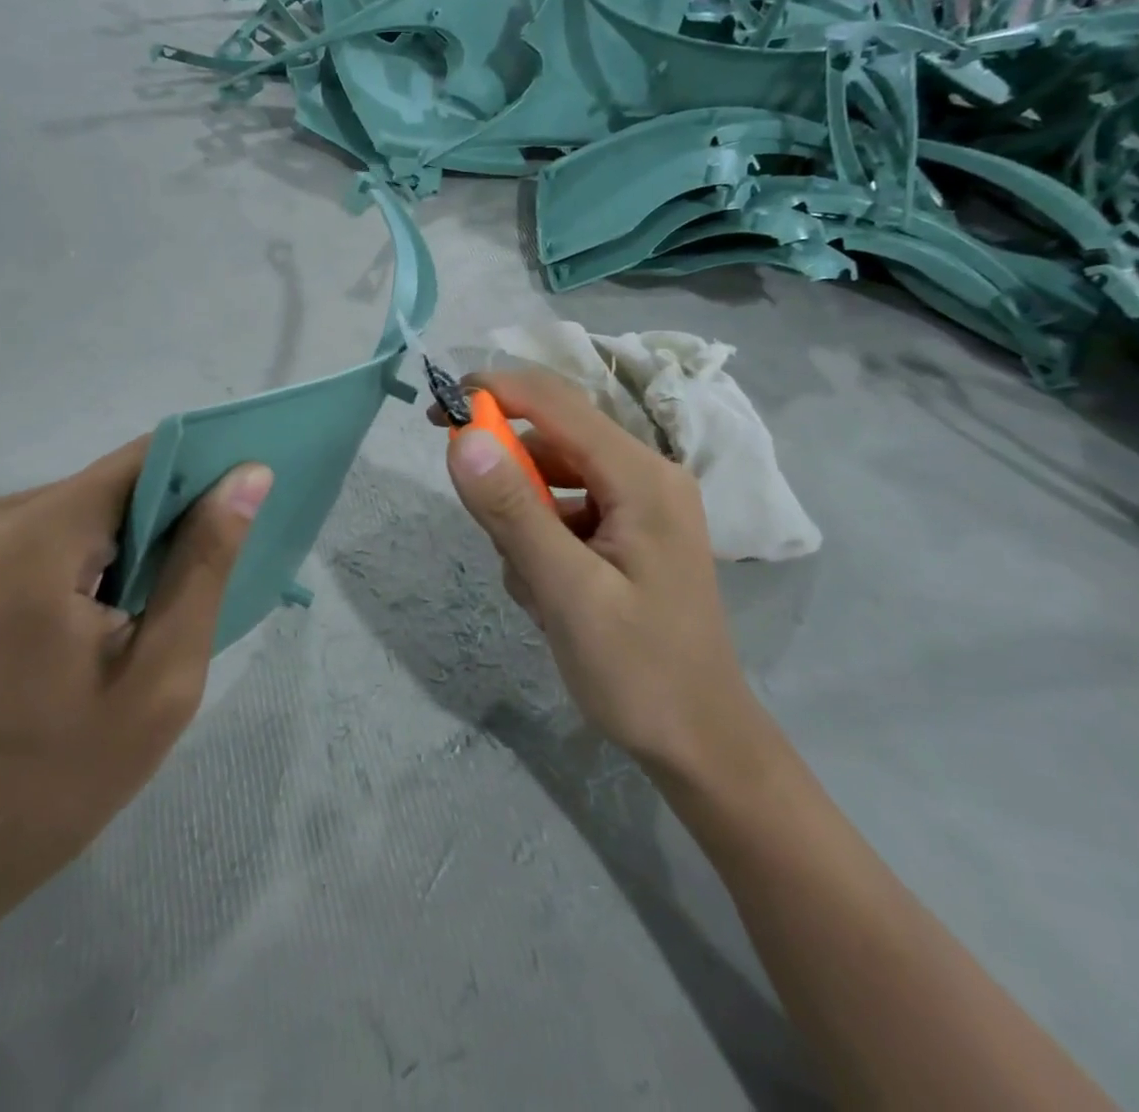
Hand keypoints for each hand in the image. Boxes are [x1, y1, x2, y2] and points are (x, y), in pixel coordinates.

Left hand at [0, 440, 272, 911]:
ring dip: (123, 537)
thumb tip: (250, 475)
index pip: (135, 467)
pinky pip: (50, 519)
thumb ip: (205, 564)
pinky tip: (96, 604)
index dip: (196, 477)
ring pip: (83, 498)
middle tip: (184, 587)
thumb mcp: (163, 677)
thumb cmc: (67, 773)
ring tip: (140, 605)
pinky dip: (87, 547)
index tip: (235, 514)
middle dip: (158, 521)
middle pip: (107, 483)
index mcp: (25, 551)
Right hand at [437, 369, 758, 783]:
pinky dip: (540, 541)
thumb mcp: (567, 592)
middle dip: (507, 476)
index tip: (438, 413)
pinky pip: (565, 513)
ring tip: (531, 585)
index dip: (493, 393)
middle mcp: (645, 476)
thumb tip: (462, 439)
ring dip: (522, 520)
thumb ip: (513, 512)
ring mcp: (639, 506)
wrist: (700, 744)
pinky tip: (546, 593)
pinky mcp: (627, 534)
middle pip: (553, 441)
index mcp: (642, 477)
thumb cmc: (638, 671)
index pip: (555, 403)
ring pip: (552, 481)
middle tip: (485, 527)